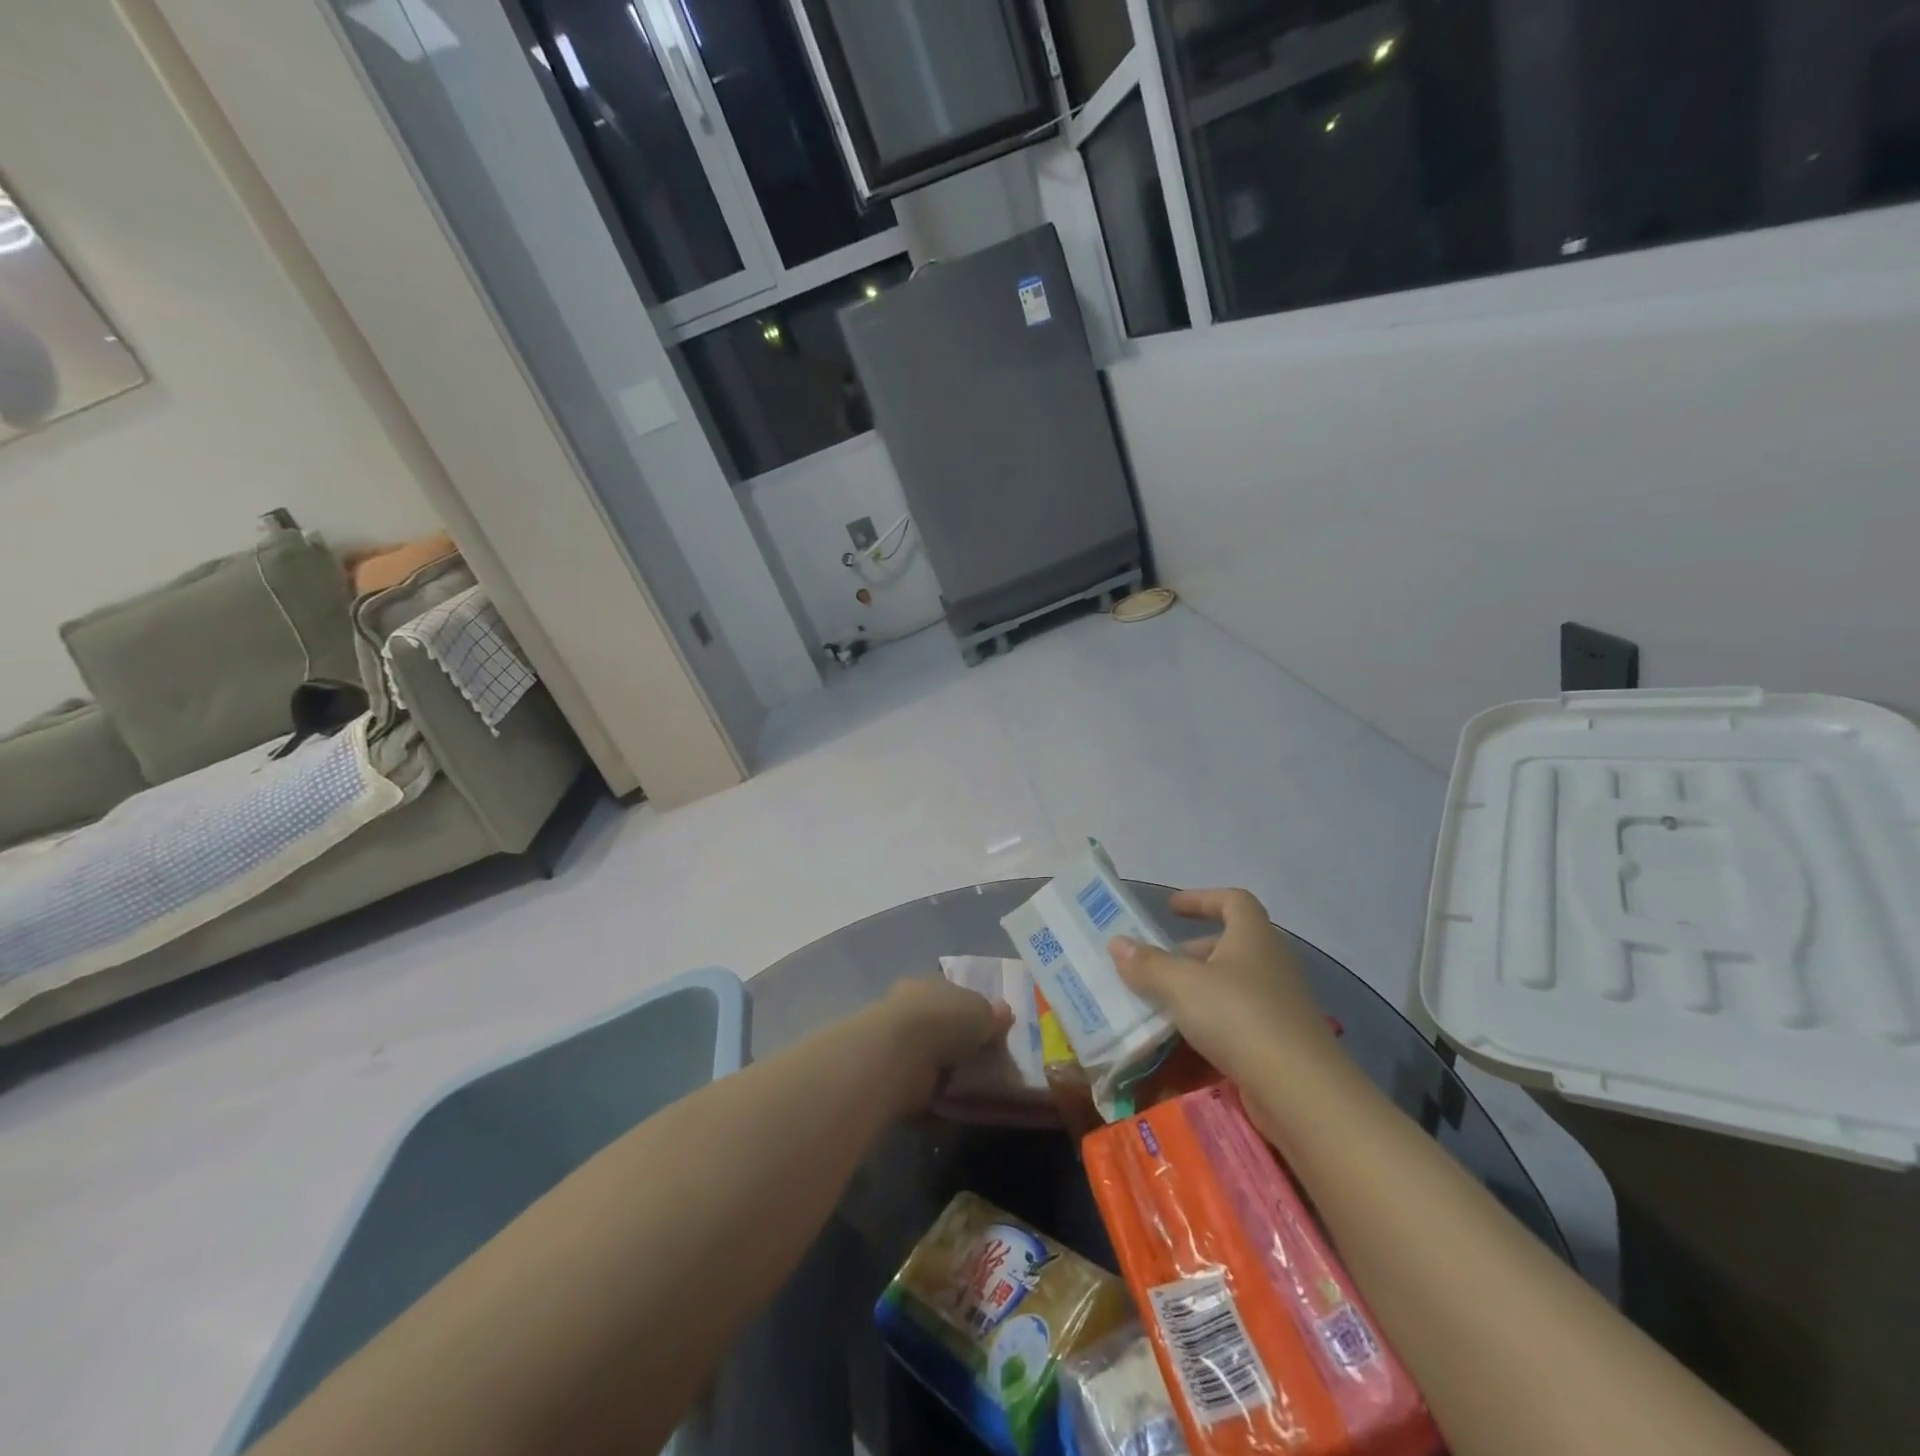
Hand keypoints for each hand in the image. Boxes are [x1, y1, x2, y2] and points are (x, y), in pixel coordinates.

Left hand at [876, 977, 1013, 1115]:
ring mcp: (895, 1040)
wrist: (898, 1055)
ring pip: (925, 1052)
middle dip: (954, 1038)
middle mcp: (908, 1007)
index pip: (951, 992)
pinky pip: (917, 1082)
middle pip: (937, 1022)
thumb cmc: (943, 1020)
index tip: (986, 1030)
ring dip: (942, 1066)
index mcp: (928, 983)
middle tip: (979, 1059)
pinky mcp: (888, 1072)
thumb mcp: (981, 1012)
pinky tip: (949, 1102)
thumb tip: (1004, 1012)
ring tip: (967, 1084)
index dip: (969, 1009)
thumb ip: (993, 1014)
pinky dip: (930, 1091)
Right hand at [1109, 888, 1340, 1092]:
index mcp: (1253, 937)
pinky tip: (1186, 1042)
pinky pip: (1240, 1020)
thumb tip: (1117, 942)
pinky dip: (1213, 1023)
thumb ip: (1147, 964)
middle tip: (1159, 963)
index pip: (1232, 901)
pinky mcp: (1281, 1041)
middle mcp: (1272, 963)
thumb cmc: (1239, 1017)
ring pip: (1234, 984)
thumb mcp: (1181, 985)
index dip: (1201, 899)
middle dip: (1193, 951)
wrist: (1301, 1090)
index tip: (1170, 910)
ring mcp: (1281, 1004)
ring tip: (1164, 1004)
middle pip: (1231, 944)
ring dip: (1200, 989)